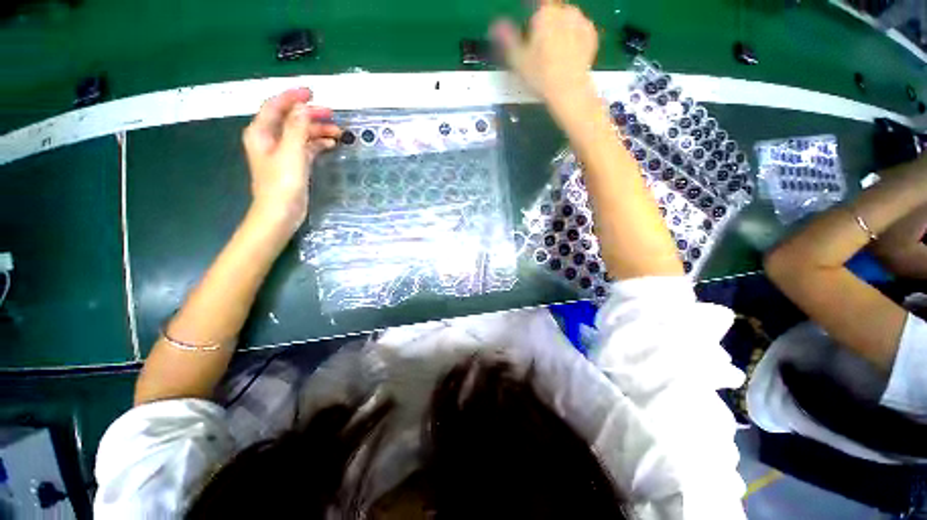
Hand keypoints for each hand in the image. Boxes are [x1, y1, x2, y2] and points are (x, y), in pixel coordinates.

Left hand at [242, 88, 340, 233]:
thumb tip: (303, 107)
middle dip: (311, 115)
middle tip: (332, 115)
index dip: (293, 97)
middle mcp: (269, 138)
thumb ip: (297, 127)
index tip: (312, 92)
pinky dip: (317, 144)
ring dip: (317, 131)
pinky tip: (331, 144)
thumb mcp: (291, 152)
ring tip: (338, 133)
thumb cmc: (282, 183)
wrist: (280, 213)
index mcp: (262, 132)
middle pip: (290, 119)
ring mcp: (282, 152)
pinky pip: (306, 147)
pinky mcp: (293, 164)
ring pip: (300, 133)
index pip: (275, 106)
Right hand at [491, 1, 597, 107]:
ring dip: (559, 30)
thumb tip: (495, 26)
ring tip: (554, 53)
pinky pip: (579, 29)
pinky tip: (567, 54)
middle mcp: (564, 11)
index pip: (534, 4)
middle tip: (539, 49)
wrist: (569, 91)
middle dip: (545, 25)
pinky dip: (573, 37)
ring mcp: (581, 21)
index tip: (527, 31)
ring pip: (565, 19)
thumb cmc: (541, 76)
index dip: (529, 18)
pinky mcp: (592, 34)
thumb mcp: (518, 60)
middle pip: (550, 12)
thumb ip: (506, 39)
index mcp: (545, 14)